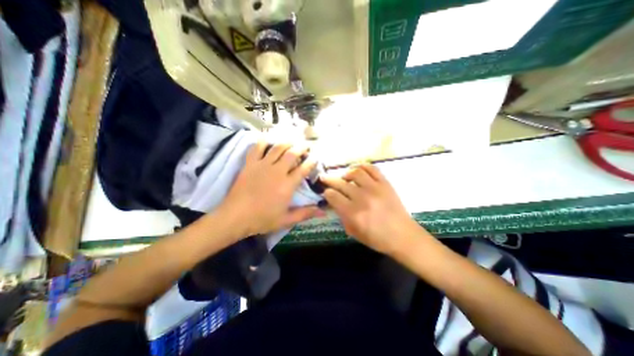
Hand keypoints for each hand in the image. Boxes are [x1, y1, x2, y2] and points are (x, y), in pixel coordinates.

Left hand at [221, 140, 323, 237]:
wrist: (235, 217)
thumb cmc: (262, 219)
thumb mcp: (286, 219)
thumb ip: (305, 213)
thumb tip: (323, 212)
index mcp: (287, 185)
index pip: (303, 169)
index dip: (311, 162)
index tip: (315, 157)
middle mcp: (277, 171)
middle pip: (292, 154)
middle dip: (301, 147)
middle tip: (307, 145)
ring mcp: (263, 166)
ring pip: (277, 148)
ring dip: (287, 142)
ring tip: (293, 140)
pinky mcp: (250, 164)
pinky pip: (257, 148)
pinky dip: (263, 141)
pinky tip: (268, 138)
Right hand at [323, 166, 424, 253]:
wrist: (403, 236)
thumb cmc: (377, 239)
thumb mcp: (354, 232)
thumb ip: (342, 216)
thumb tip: (334, 202)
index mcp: (353, 213)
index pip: (333, 196)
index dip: (327, 193)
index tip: (326, 193)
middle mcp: (362, 198)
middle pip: (340, 183)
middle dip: (329, 180)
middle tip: (325, 178)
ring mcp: (375, 188)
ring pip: (355, 172)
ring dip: (346, 173)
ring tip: (344, 176)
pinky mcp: (385, 183)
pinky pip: (372, 169)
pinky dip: (363, 166)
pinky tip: (358, 170)